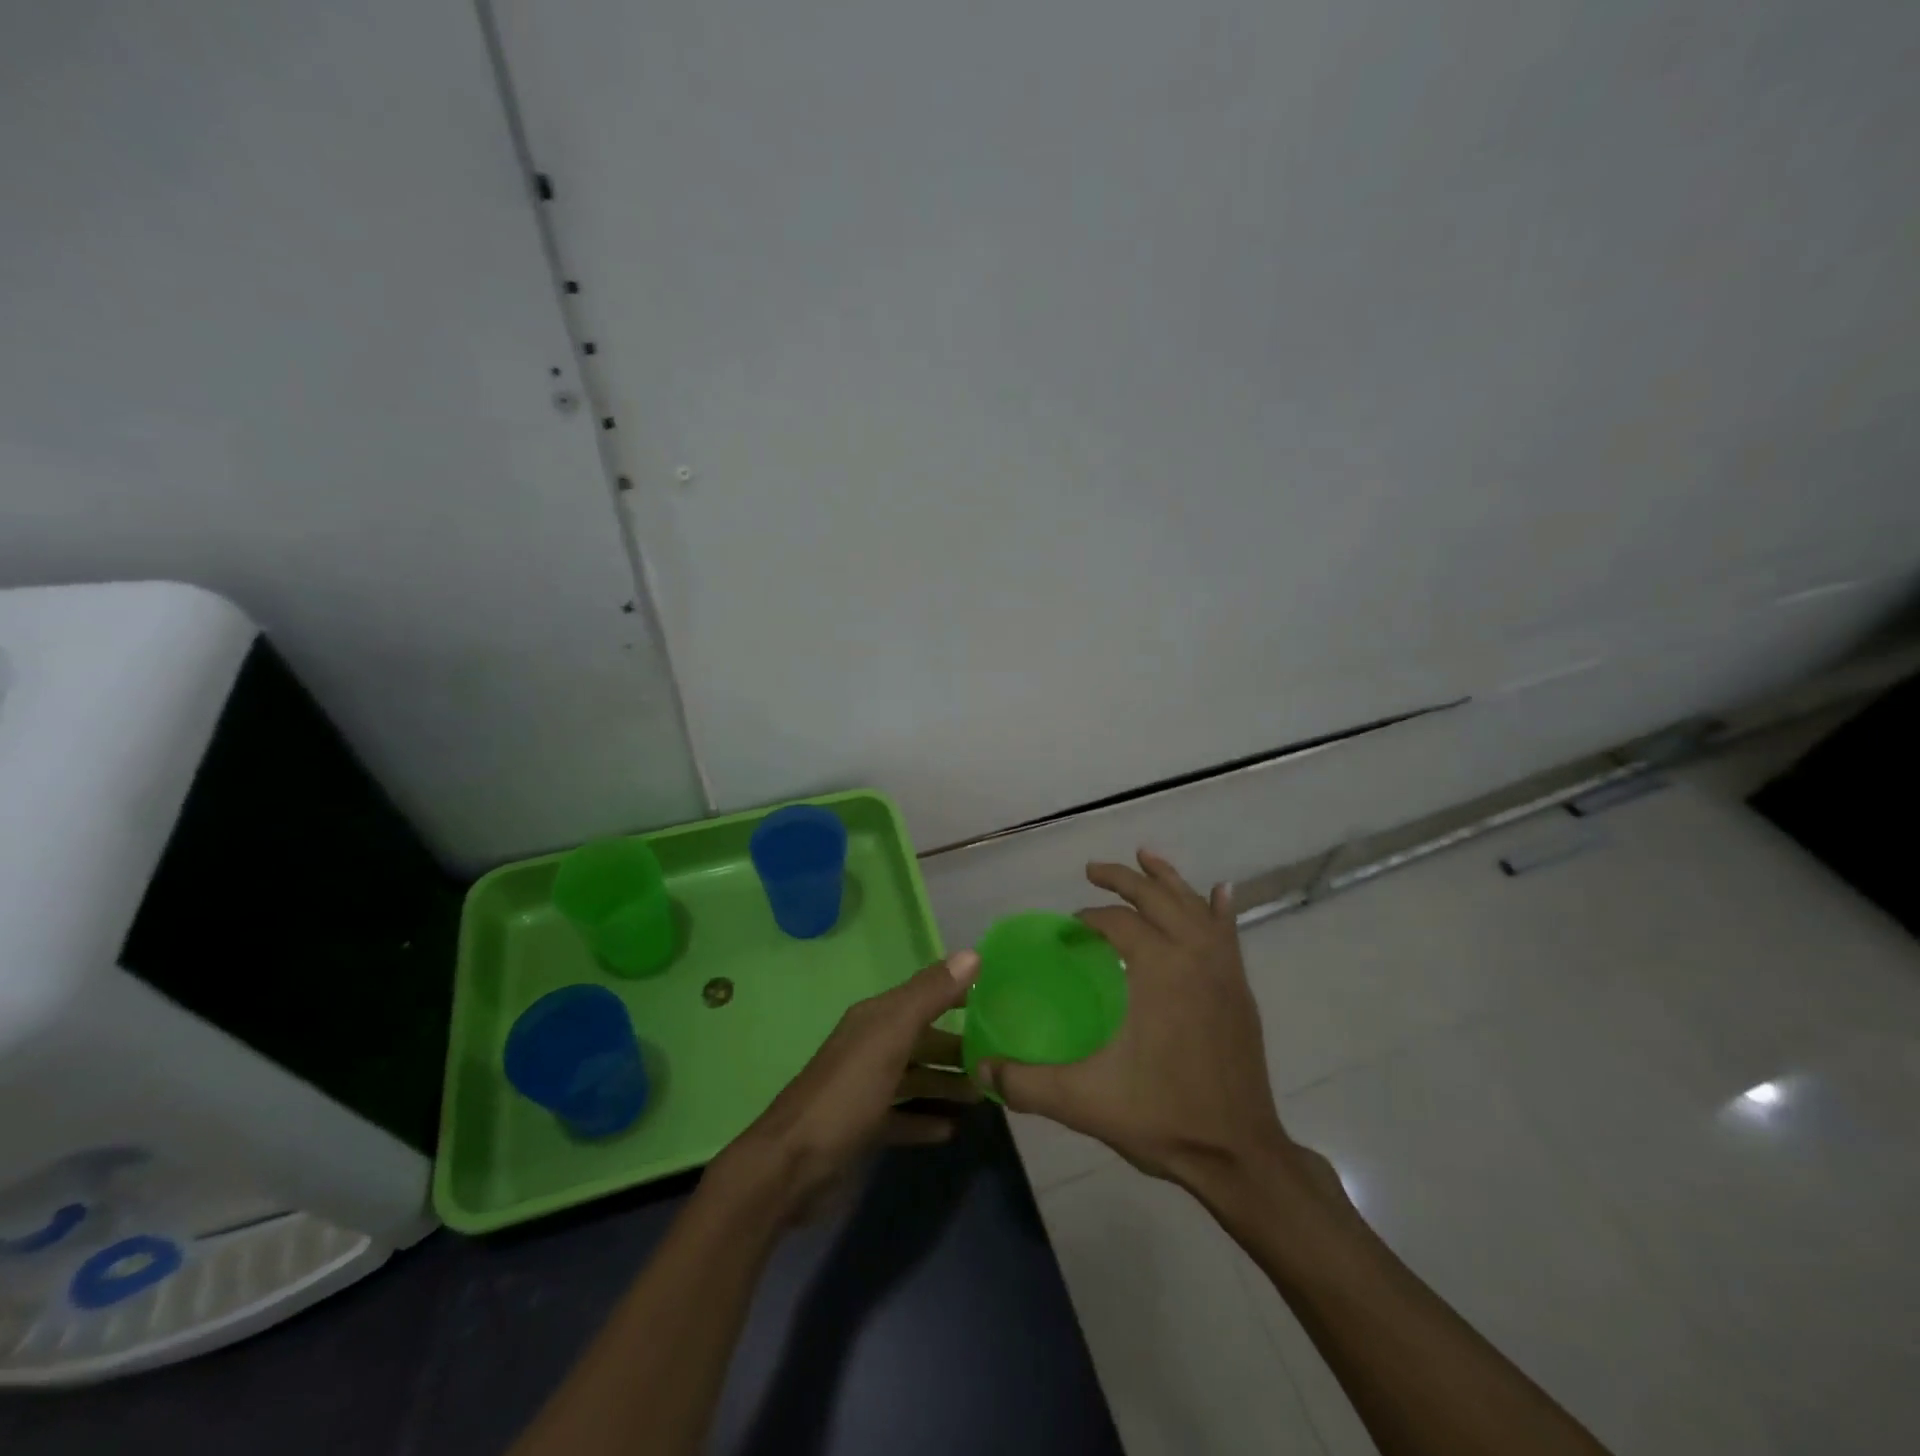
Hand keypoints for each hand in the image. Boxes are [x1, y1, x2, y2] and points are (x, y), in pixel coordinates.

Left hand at [711, 951, 981, 1220]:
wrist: (791, 1166)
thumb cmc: (847, 1094)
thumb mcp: (891, 1037)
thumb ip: (930, 995)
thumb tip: (972, 954)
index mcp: (876, 1019)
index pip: (925, 995)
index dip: (958, 994)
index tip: (999, 999)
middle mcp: (871, 1046)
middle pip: (923, 1040)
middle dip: (958, 1047)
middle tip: (999, 1059)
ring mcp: (866, 1089)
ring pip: (916, 1078)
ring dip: (946, 1084)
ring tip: (984, 1095)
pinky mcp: (864, 1127)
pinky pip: (903, 1117)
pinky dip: (926, 1120)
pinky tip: (952, 1129)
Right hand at [977, 851, 1291, 1189]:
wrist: (1240, 1157)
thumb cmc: (1163, 1118)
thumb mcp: (1084, 1101)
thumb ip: (1026, 1084)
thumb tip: (981, 1071)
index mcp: (1159, 970)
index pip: (1117, 923)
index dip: (1088, 920)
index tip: (1067, 931)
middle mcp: (1194, 957)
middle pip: (1156, 898)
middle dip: (1123, 878)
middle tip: (1092, 869)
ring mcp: (1223, 971)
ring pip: (1194, 906)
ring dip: (1167, 879)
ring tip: (1145, 856)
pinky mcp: (1240, 990)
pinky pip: (1229, 934)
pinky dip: (1219, 909)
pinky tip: (1221, 892)